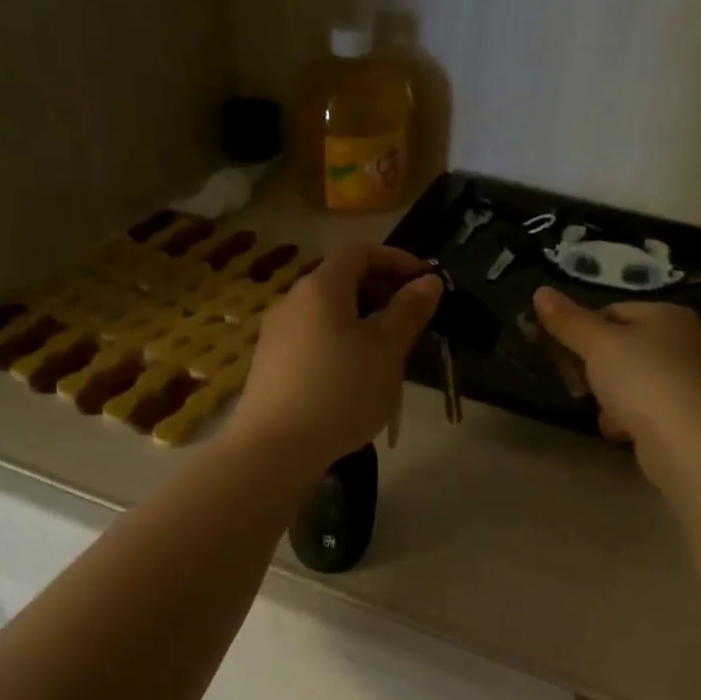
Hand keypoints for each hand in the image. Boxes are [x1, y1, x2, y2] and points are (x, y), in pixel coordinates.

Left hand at [234, 244, 441, 470]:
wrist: (275, 448)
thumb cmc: (340, 390)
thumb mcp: (387, 350)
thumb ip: (409, 311)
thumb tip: (428, 281)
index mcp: (321, 286)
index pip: (360, 251)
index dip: (397, 259)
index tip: (426, 284)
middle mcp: (293, 301)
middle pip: (343, 281)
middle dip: (383, 294)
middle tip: (413, 323)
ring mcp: (277, 334)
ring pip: (329, 314)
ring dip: (363, 323)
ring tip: (388, 355)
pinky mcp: (271, 365)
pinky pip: (314, 340)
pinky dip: (341, 345)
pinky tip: (354, 380)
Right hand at [532, 288, 700, 484]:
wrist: (690, 444)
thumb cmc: (643, 380)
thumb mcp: (598, 344)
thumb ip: (568, 321)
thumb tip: (540, 292)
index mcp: (666, 314)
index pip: (611, 311)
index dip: (581, 330)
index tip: (561, 352)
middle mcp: (682, 341)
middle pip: (619, 346)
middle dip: (592, 367)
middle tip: (575, 384)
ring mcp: (686, 379)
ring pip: (628, 380)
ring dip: (607, 395)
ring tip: (601, 410)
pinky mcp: (684, 414)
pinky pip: (643, 408)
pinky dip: (627, 417)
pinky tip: (620, 430)